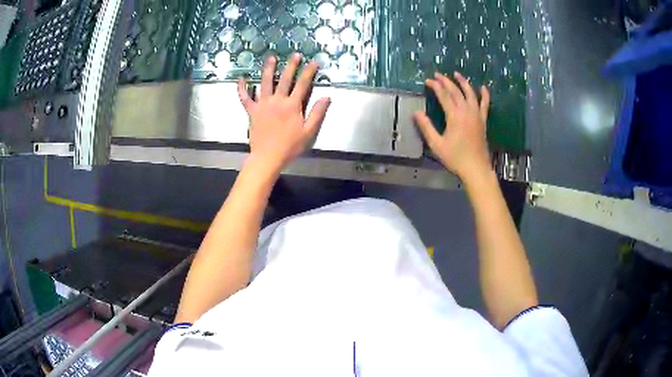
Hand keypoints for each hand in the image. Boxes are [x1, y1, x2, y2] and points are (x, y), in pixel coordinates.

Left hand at [238, 53, 330, 172]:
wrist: (268, 157)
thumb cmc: (290, 146)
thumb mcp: (309, 132)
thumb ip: (317, 113)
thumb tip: (327, 97)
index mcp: (292, 105)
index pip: (303, 84)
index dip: (309, 72)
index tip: (314, 62)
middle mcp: (277, 100)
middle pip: (285, 79)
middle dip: (291, 65)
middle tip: (295, 54)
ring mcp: (263, 104)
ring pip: (265, 83)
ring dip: (269, 69)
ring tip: (271, 57)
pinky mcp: (252, 111)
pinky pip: (245, 98)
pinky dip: (242, 88)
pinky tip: (241, 79)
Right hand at [413, 72, 490, 181]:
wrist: (476, 168)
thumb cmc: (455, 158)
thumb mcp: (436, 144)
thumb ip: (426, 127)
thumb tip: (416, 113)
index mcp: (454, 116)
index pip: (444, 95)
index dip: (435, 86)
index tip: (428, 81)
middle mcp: (466, 111)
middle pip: (456, 91)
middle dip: (446, 81)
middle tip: (437, 75)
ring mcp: (477, 115)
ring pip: (470, 94)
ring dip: (463, 82)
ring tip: (456, 74)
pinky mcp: (483, 121)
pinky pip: (485, 105)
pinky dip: (485, 95)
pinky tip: (483, 87)